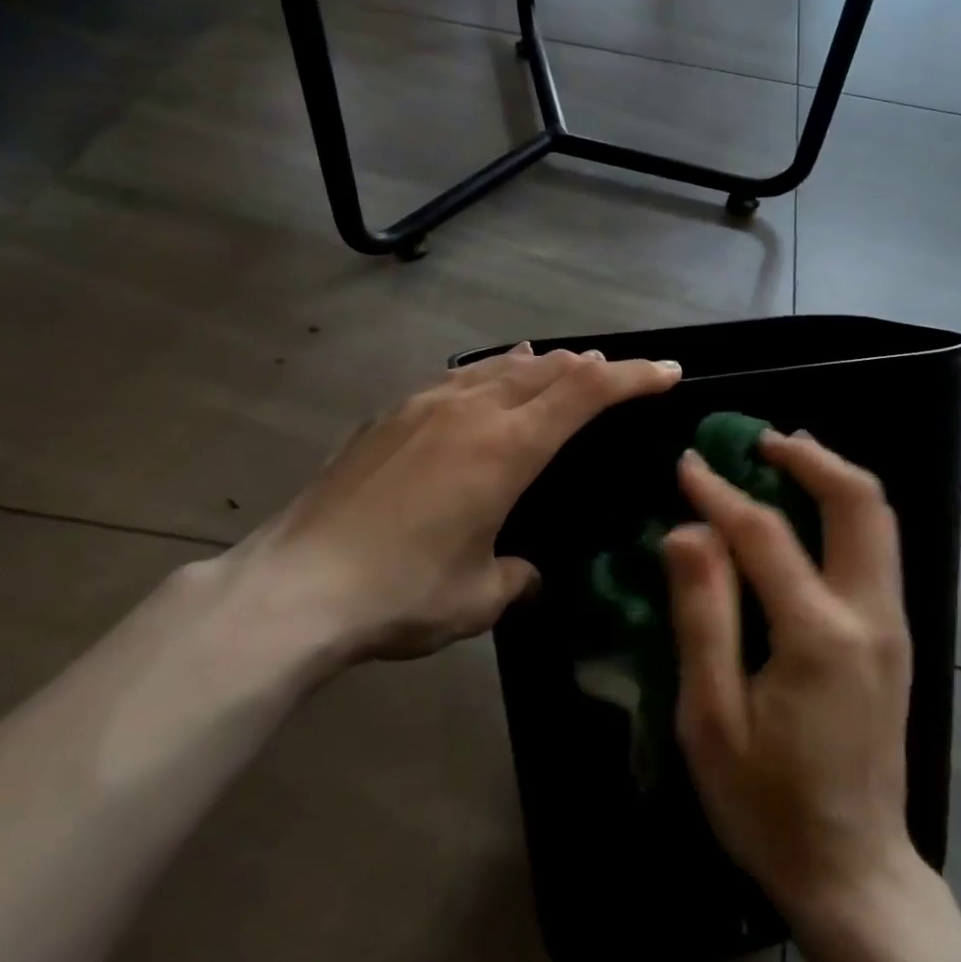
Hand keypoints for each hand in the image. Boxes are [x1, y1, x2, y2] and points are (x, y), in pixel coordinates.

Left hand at [214, 344, 680, 669]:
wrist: (292, 587)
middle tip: (620, 374)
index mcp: (506, 448)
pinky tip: (484, 384)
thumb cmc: (400, 593)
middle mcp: (470, 411)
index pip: (587, 392)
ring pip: (499, 367)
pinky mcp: (388, 416)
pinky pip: (456, 379)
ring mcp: (423, 406)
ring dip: (542, 365)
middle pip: (548, 368)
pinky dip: (490, 374)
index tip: (668, 371)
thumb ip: (516, 577)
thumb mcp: (478, 597)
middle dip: (593, 367)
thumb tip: (527, 573)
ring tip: (563, 364)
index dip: (634, 375)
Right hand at [663, 431, 917, 921]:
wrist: (854, 873)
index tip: (687, 463)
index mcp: (818, 635)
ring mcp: (893, 624)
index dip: (720, 492)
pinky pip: (875, 548)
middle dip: (810, 457)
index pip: (765, 533)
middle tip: (759, 440)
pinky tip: (807, 513)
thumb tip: (688, 530)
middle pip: (859, 502)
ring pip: (878, 519)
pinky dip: (844, 511)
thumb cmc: (768, 805)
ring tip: (783, 458)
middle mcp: (870, 614)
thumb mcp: (712, 719)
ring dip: (832, 477)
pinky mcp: (895, 637)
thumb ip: (702, 615)